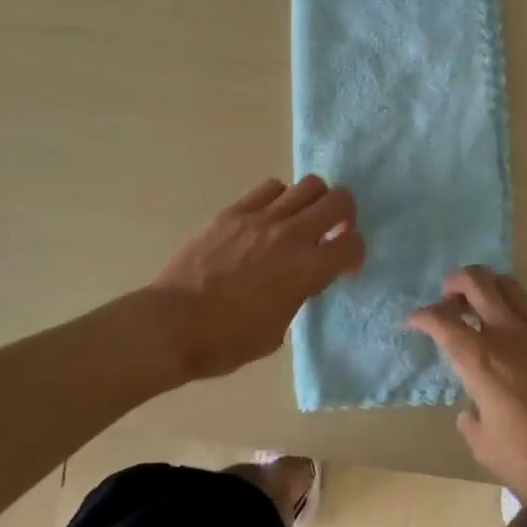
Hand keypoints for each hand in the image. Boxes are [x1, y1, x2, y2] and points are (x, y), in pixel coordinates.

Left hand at [149, 176, 362, 383]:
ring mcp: (261, 218)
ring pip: (309, 185)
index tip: (344, 265)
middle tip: (333, 230)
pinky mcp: (234, 211)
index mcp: (306, 271)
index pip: (352, 244)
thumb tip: (301, 282)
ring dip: (315, 201)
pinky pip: (270, 188)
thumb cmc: (225, 342)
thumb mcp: (277, 331)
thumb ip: (298, 297)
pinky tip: (269, 217)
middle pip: (339, 200)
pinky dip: (280, 198)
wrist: (171, 325)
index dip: (355, 253)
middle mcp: (291, 236)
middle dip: (345, 214)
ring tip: (302, 219)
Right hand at [406, 267, 526, 526]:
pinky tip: (524, 317)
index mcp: (480, 360)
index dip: (422, 316)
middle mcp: (507, 334)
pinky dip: (526, 301)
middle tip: (449, 296)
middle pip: (476, 283)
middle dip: (455, 282)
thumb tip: (472, 408)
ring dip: (489, 286)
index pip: (441, 322)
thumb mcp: (485, 448)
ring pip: (509, 284)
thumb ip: (471, 421)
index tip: (413, 321)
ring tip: (483, 301)